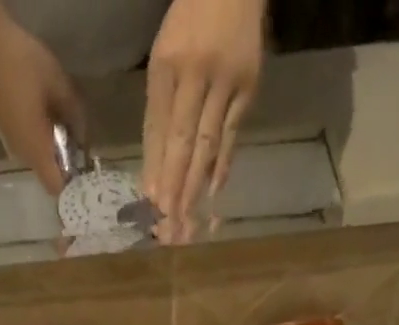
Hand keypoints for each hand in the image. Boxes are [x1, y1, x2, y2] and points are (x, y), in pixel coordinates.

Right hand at [0, 0, 85, 194]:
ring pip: (36, 161)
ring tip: (59, 127)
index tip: (82, 172)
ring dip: (49, 151)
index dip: (70, 186)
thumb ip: (75, 115)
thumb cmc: (25, 64)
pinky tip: (41, 117)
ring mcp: (10, 143)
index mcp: (36, 149)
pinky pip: (26, 147)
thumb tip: (83, 137)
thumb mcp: (60, 85)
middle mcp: (22, 154)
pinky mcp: (3, 131)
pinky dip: (37, 141)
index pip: (55, 187)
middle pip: (46, 174)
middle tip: (75, 144)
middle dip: (62, 166)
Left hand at [143, 0, 264, 224]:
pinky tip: (212, 193)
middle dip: (173, 186)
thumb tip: (156, 168)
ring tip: (186, 219)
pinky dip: (221, 165)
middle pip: (181, 141)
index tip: (149, 205)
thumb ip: (160, 109)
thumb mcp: (165, 59)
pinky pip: (232, 134)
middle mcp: (194, 73)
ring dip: (195, 186)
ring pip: (206, 143)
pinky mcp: (248, 86)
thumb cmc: (190, 26)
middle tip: (167, 224)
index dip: (153, 169)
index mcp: (166, 65)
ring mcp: (224, 81)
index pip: (157, 128)